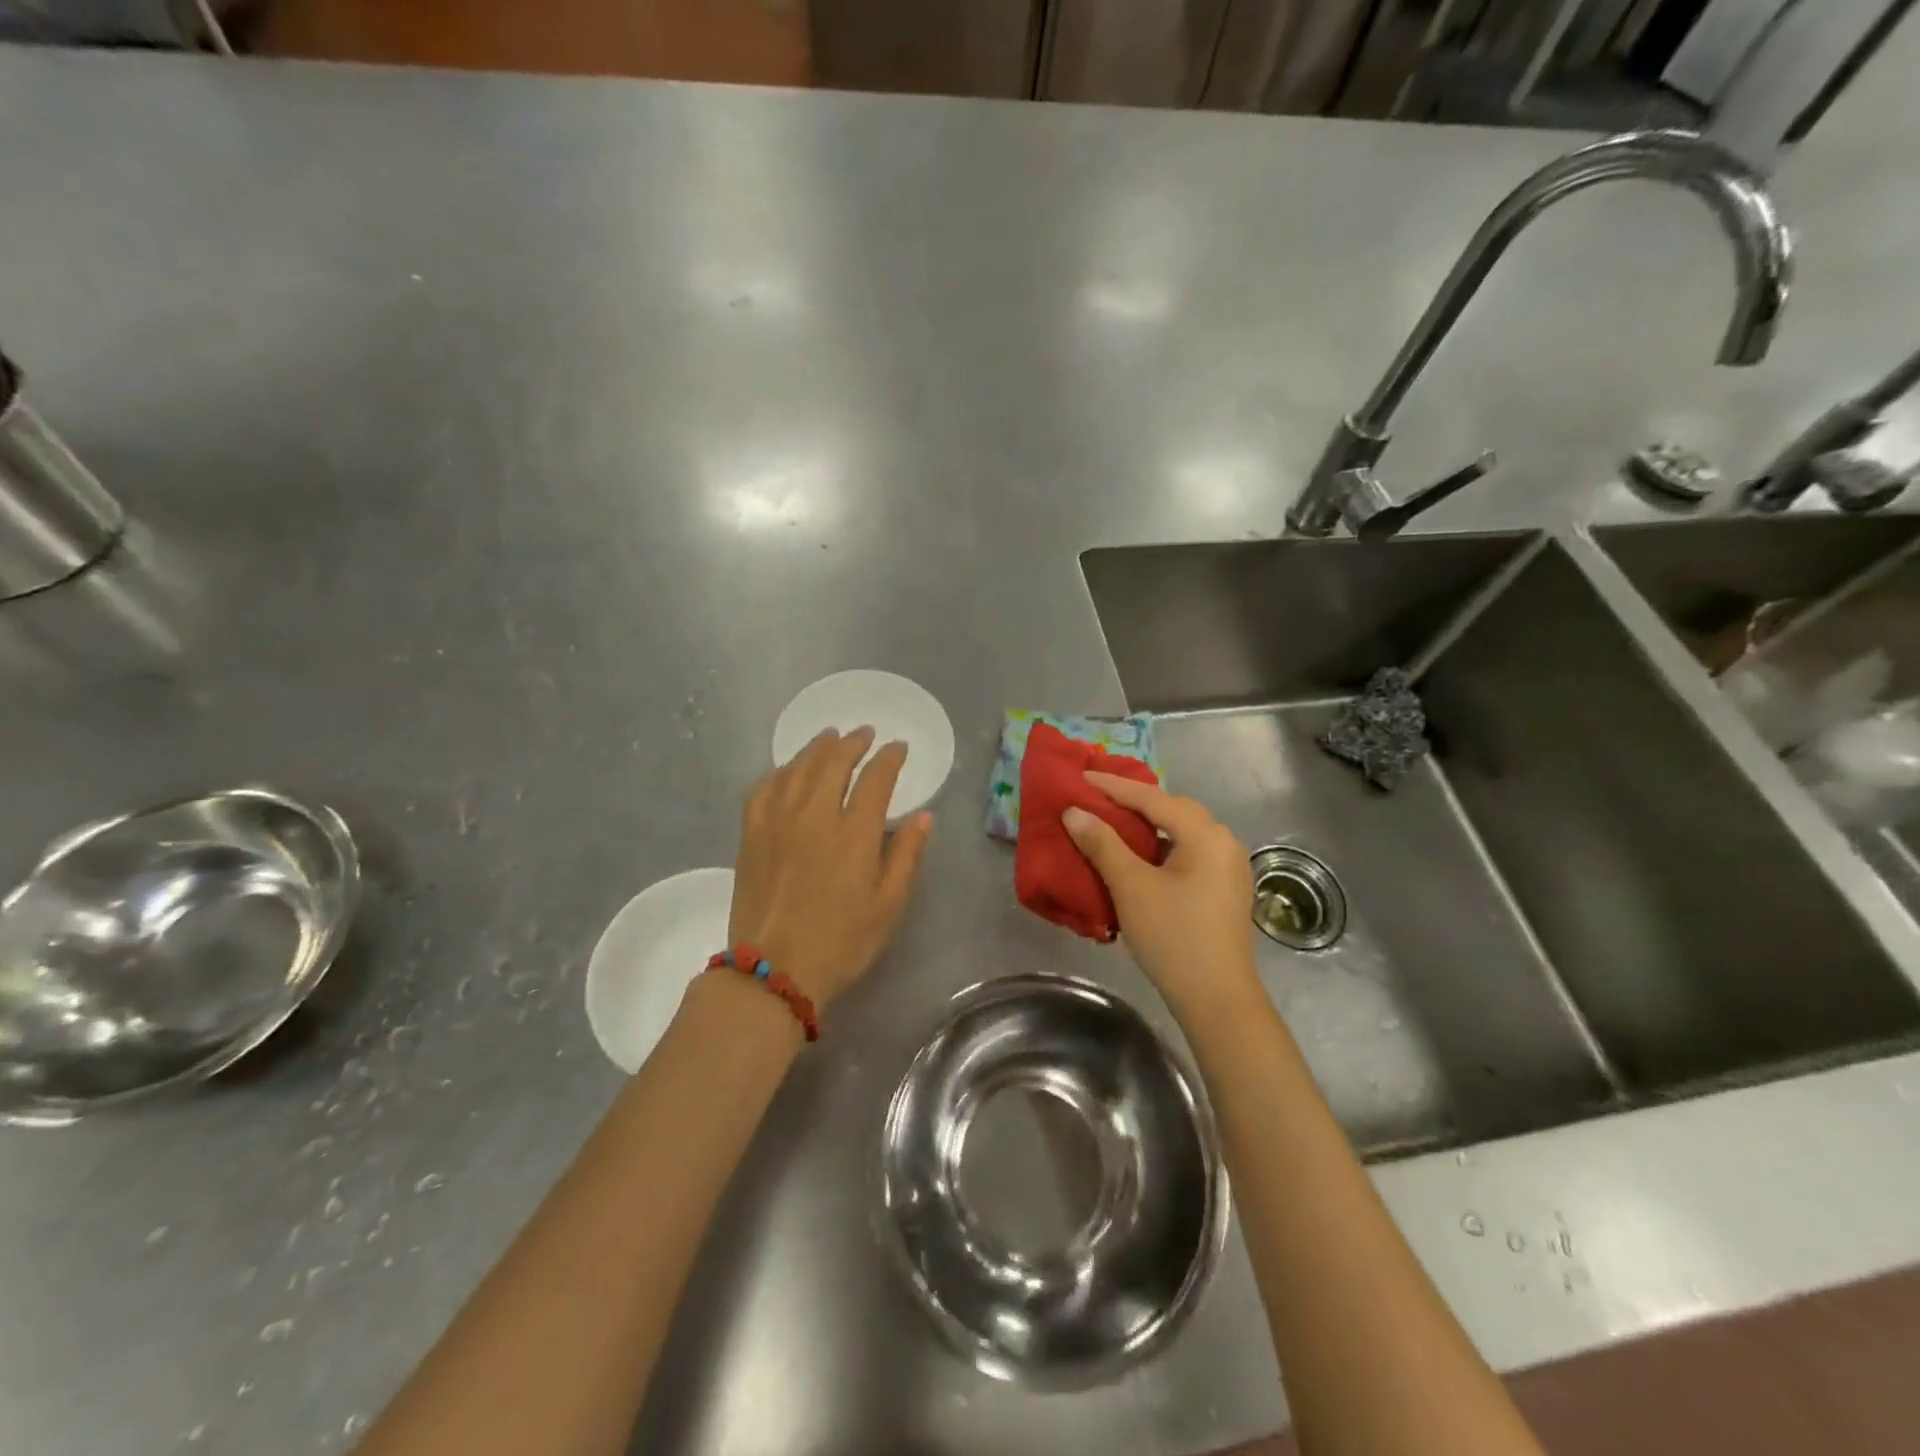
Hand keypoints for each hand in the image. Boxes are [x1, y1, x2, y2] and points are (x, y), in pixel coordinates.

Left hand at [728, 726, 932, 1008]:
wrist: (774, 970)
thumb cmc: (842, 942)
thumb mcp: (889, 905)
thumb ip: (907, 855)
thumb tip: (923, 817)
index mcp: (854, 833)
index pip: (876, 778)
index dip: (889, 758)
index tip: (898, 747)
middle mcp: (815, 815)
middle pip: (834, 761)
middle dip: (853, 742)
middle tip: (864, 733)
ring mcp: (777, 821)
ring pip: (798, 768)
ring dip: (817, 748)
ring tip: (829, 737)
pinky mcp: (751, 835)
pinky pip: (763, 788)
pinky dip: (779, 772)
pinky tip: (787, 771)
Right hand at [1063, 772, 1258, 1017]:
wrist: (1217, 1000)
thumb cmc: (1173, 937)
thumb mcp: (1131, 887)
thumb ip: (1102, 844)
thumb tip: (1074, 812)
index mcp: (1206, 835)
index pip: (1152, 798)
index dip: (1113, 787)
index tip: (1080, 776)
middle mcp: (1223, 842)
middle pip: (1171, 810)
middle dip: (1132, 801)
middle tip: (1095, 796)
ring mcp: (1228, 867)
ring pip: (1180, 832)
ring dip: (1146, 826)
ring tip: (1111, 822)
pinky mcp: (1224, 889)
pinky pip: (1187, 853)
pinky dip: (1159, 848)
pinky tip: (1137, 856)